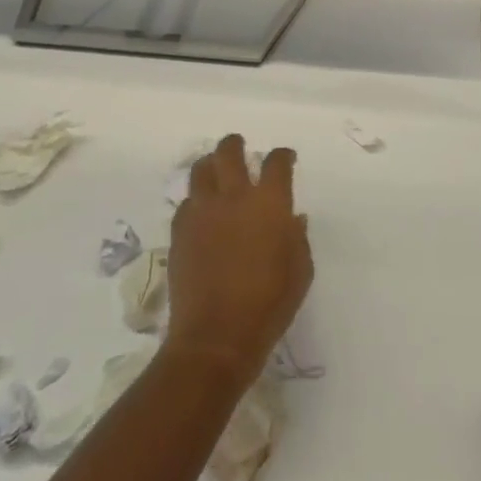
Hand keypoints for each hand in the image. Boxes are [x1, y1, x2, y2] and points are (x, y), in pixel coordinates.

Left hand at [165, 135, 312, 382]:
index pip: (277, 162)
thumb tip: (292, 220)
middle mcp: (234, 197)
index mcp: (269, 202)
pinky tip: (201, 212)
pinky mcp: (180, 233)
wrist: (216, 336)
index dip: (283, 155)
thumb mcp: (301, 271)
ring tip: (215, 171)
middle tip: (239, 146)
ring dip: (210, 165)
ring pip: (200, 171)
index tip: (286, 158)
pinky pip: (187, 204)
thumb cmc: (270, 304)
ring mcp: (202, 213)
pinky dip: (196, 201)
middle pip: (229, 153)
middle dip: (235, 144)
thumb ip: (297, 238)